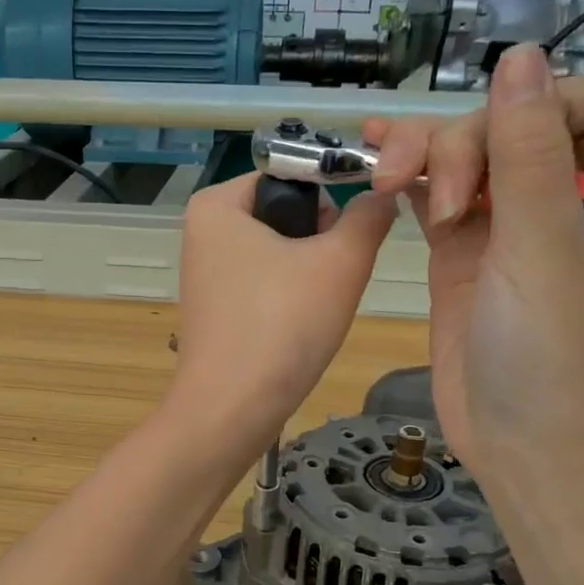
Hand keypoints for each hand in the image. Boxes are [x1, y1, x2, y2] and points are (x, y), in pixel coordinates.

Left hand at [168, 174, 396, 456]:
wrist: (229, 412)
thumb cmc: (281, 326)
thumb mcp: (340, 262)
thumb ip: (369, 217)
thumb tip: (381, 195)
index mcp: (217, 204)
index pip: (293, 173)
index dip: (332, 198)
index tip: (350, 238)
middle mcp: (202, 232)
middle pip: (286, 213)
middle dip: (320, 242)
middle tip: (330, 281)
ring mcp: (205, 274)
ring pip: (280, 253)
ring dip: (310, 275)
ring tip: (314, 310)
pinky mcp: (215, 310)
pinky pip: (264, 286)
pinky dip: (288, 301)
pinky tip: (296, 329)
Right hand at [363, 46, 583, 477]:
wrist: (513, 443)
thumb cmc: (548, 358)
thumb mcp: (543, 253)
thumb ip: (529, 158)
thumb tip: (519, 58)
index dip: (542, 106)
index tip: (492, 145)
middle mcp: (570, 203)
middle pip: (518, 127)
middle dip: (467, 145)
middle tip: (440, 201)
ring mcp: (511, 228)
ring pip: (469, 157)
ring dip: (425, 154)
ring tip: (386, 177)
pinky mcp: (463, 252)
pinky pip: (436, 195)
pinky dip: (408, 178)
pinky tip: (375, 162)